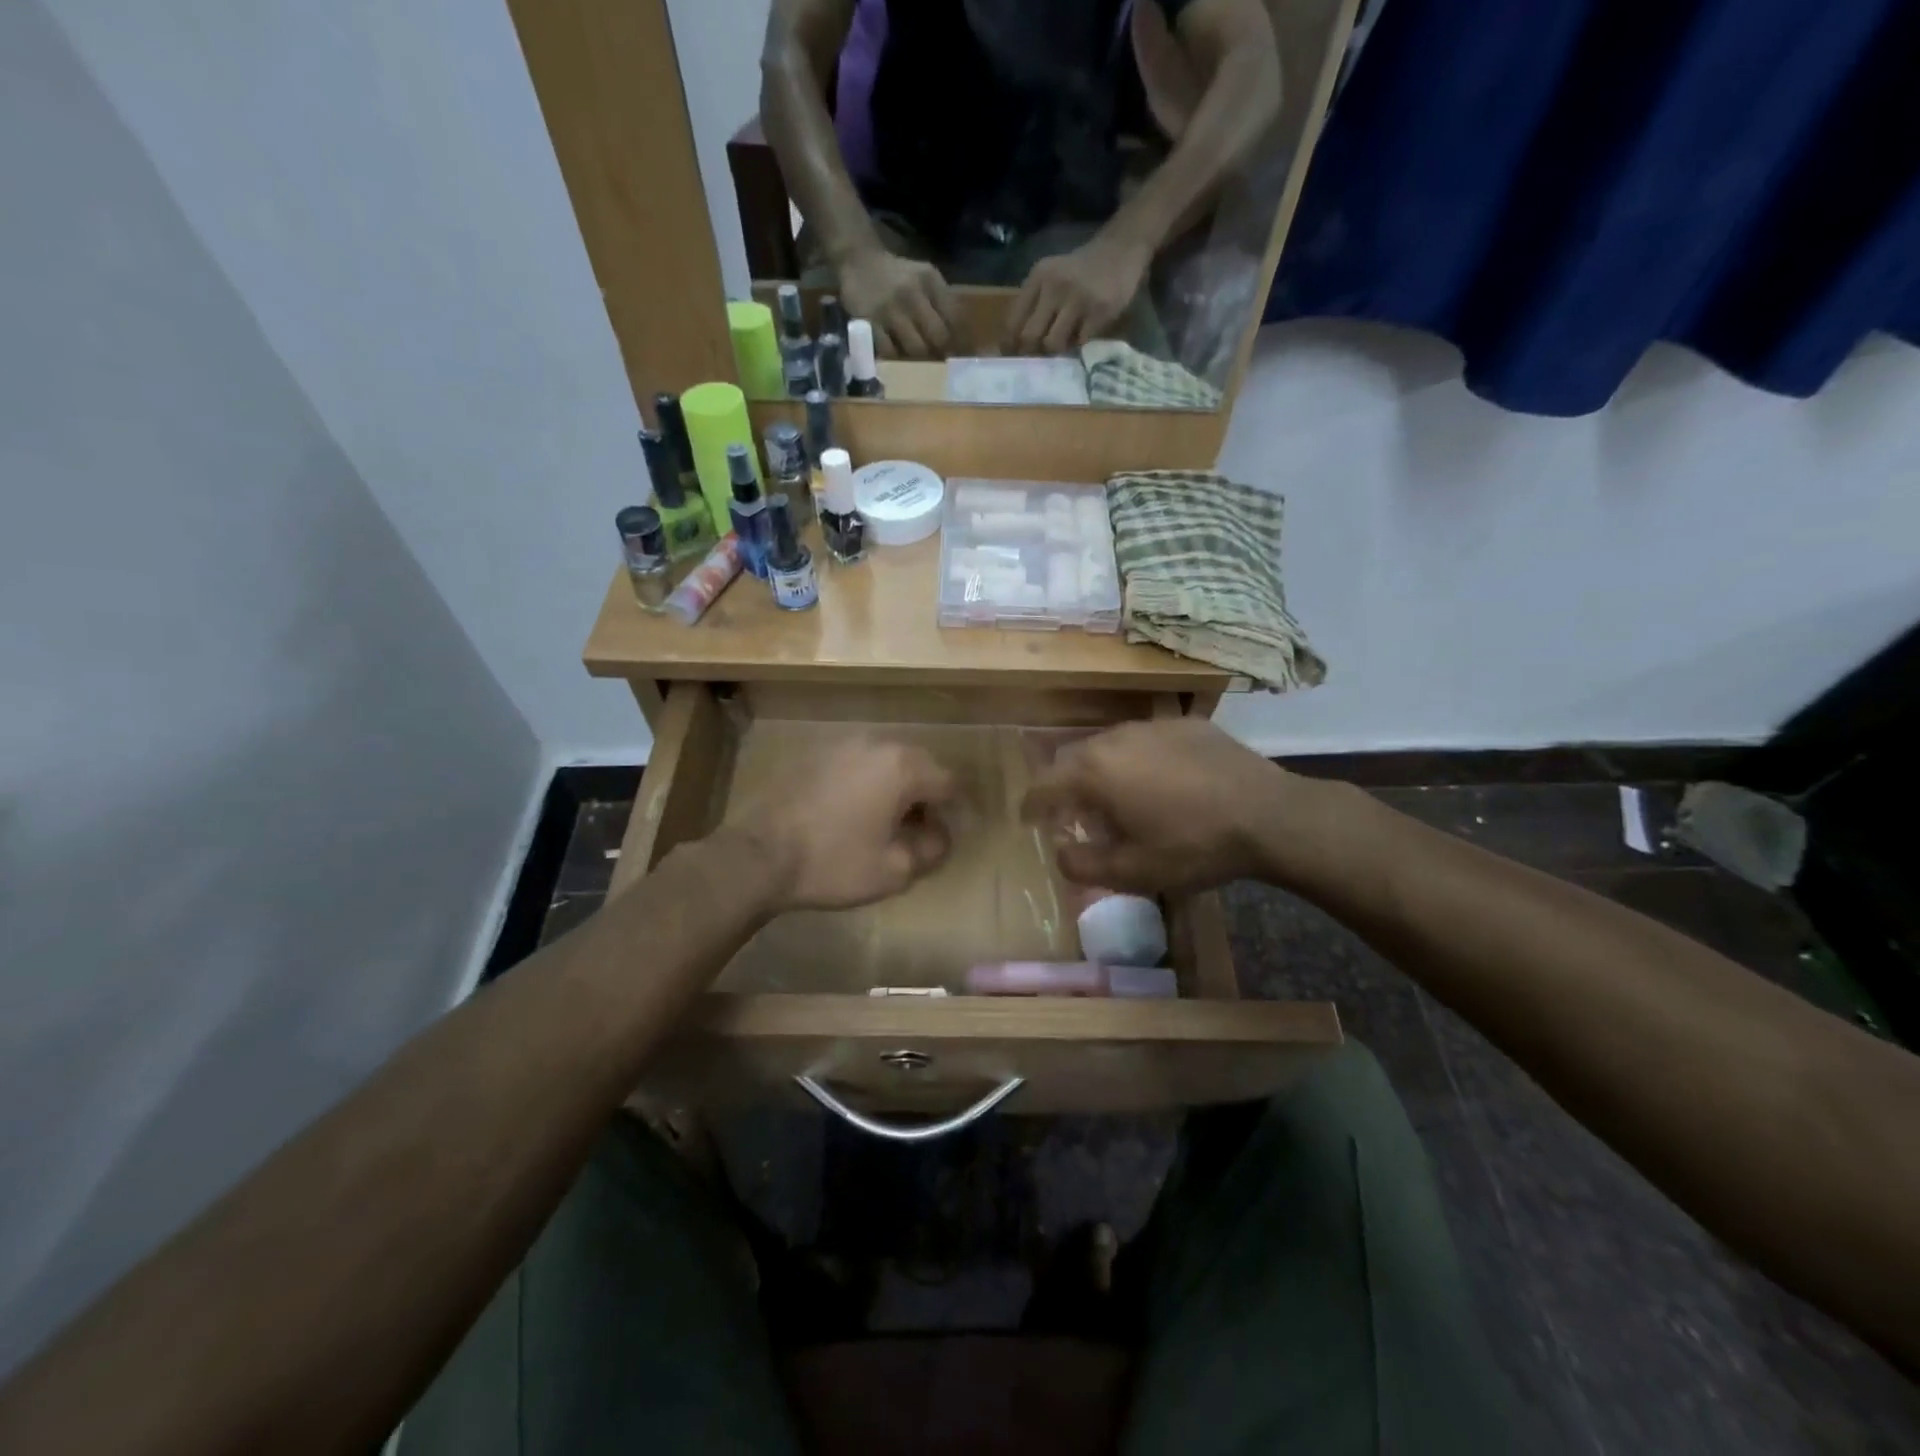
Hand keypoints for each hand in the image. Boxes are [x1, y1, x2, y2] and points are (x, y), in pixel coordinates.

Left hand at [745, 736, 957, 910]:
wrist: (759, 855)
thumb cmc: (834, 863)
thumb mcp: (895, 870)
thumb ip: (931, 850)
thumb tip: (940, 836)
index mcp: (902, 766)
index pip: (947, 782)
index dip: (952, 812)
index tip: (942, 838)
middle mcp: (875, 743)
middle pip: (917, 765)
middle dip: (923, 796)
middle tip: (916, 832)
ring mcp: (840, 744)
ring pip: (884, 762)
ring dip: (892, 788)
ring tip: (882, 823)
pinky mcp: (812, 754)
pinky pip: (854, 764)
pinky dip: (863, 783)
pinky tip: (849, 813)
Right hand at [837, 248, 961, 359]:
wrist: (858, 261)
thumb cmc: (898, 276)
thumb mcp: (925, 277)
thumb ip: (943, 301)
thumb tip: (963, 339)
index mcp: (929, 280)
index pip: (954, 318)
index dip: (960, 340)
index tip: (960, 354)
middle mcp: (911, 293)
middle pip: (938, 337)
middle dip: (941, 353)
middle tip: (939, 361)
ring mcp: (889, 309)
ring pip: (916, 348)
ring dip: (920, 360)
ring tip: (919, 362)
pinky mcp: (870, 323)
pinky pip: (890, 352)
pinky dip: (896, 358)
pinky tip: (896, 355)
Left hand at [1005, 234, 1151, 355]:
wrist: (1121, 249)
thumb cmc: (1080, 271)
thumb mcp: (1051, 277)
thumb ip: (1033, 304)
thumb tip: (1016, 347)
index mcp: (1038, 277)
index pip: (1013, 321)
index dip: (1011, 345)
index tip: (1015, 356)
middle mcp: (1054, 286)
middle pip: (1029, 337)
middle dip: (1032, 353)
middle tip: (1039, 356)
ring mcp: (1078, 298)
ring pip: (1053, 343)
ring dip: (1056, 351)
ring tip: (1063, 345)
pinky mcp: (1099, 311)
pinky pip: (1079, 343)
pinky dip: (1078, 345)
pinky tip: (1083, 335)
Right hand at [1021, 720, 1292, 894]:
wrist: (1269, 815)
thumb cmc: (1192, 846)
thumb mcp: (1132, 872)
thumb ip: (1081, 865)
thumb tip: (1059, 852)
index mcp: (1094, 772)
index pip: (1043, 785)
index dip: (1031, 806)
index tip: (1029, 820)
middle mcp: (1114, 738)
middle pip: (1073, 760)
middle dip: (1066, 787)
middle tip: (1077, 815)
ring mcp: (1151, 725)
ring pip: (1109, 746)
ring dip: (1103, 771)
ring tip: (1120, 798)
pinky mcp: (1184, 723)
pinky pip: (1145, 740)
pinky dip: (1139, 760)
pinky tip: (1163, 782)